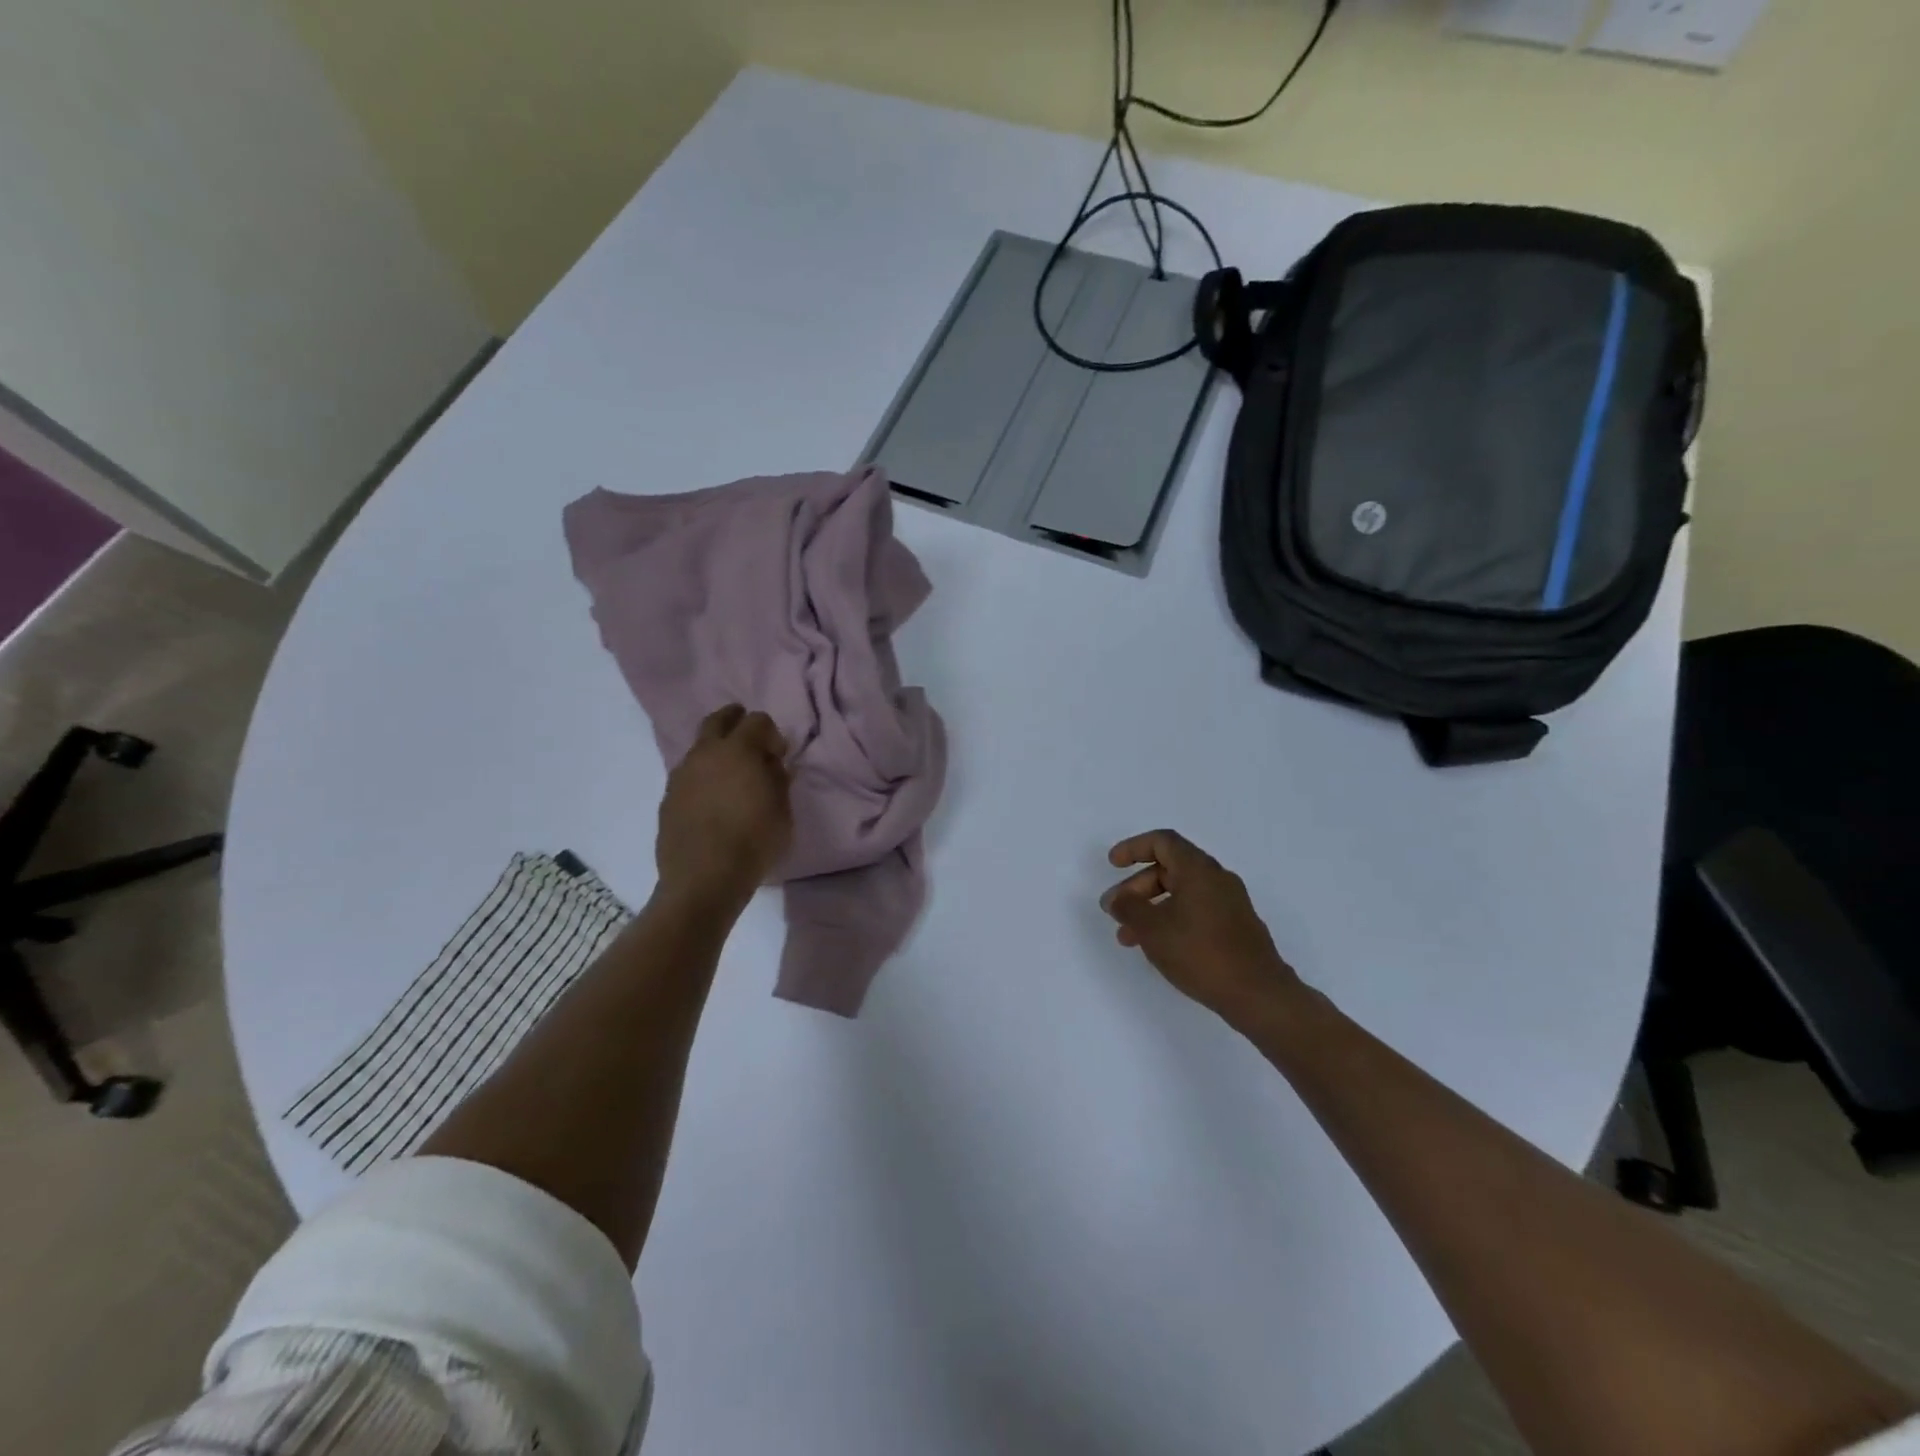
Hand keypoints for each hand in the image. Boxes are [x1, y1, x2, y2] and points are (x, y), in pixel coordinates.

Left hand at [655, 705, 792, 911]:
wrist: (703, 879)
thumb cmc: (753, 842)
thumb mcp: (782, 811)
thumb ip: (778, 779)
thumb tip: (771, 764)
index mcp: (738, 750)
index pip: (757, 720)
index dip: (772, 734)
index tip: (779, 755)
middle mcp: (705, 753)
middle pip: (718, 720)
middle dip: (735, 720)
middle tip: (749, 736)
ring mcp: (681, 774)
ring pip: (699, 748)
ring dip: (716, 752)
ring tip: (730, 774)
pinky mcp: (668, 797)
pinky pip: (688, 775)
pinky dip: (702, 777)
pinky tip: (712, 799)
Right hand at [1101, 829, 1302, 1027]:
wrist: (1258, 994)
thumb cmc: (1200, 953)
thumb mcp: (1152, 929)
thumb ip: (1128, 908)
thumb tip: (1116, 898)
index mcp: (1199, 869)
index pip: (1163, 842)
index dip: (1133, 848)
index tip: (1113, 864)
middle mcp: (1217, 879)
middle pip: (1170, 869)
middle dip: (1137, 887)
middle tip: (1114, 910)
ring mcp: (1230, 904)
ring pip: (1181, 894)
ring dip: (1151, 908)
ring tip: (1128, 937)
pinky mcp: (1236, 927)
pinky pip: (1196, 911)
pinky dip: (1172, 920)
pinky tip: (1159, 947)